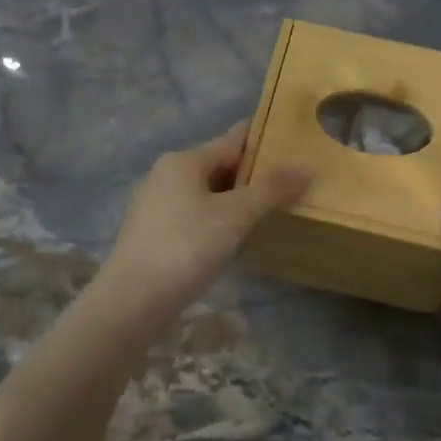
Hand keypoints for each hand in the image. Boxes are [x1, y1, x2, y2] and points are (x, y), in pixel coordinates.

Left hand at [104, 124, 312, 308]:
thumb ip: (272, 190)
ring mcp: (157, 204)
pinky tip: (237, 236)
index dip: (266, 140)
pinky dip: (219, 218)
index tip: (297, 145)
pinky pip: (196, 214)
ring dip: (238, 199)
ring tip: (274, 210)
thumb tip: (308, 167)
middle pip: (220, 165)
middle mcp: (167, 174)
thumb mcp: (235, 216)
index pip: (234, 139)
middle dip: (255, 174)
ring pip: (208, 192)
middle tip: (294, 183)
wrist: (132, 301)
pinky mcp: (154, 232)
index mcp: (184, 160)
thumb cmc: (185, 248)